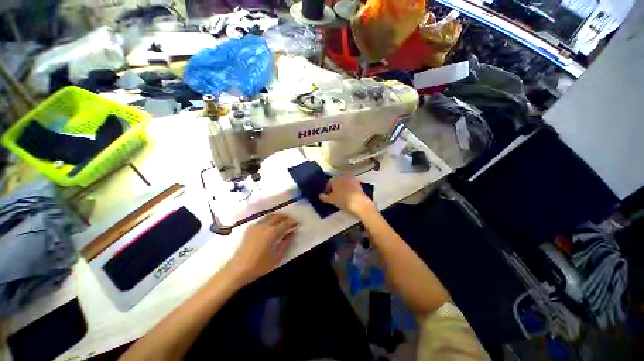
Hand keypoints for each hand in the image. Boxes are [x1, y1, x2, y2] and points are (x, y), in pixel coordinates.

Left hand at [227, 214, 297, 283]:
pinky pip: (261, 220)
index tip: (296, 223)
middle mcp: (264, 226)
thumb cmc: (259, 266)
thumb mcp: (276, 257)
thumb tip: (292, 233)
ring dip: (277, 217)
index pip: (285, 224)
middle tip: (291, 221)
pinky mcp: (249, 229)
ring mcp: (255, 226)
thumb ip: (286, 243)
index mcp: (271, 233)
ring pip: (269, 216)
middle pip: (277, 217)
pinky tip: (270, 224)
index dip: (292, 223)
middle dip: (285, 217)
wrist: (238, 270)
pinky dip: (268, 219)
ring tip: (282, 220)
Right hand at [319, 174, 375, 216]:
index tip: (328, 196)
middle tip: (334, 196)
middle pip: (337, 181)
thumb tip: (320, 195)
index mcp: (335, 179)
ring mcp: (352, 179)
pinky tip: (349, 196)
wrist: (359, 203)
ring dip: (342, 188)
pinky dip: (349, 189)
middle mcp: (344, 176)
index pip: (329, 182)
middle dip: (335, 187)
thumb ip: (324, 197)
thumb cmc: (343, 200)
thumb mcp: (331, 200)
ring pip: (345, 183)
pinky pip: (351, 186)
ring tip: (342, 196)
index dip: (327, 189)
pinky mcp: (359, 184)